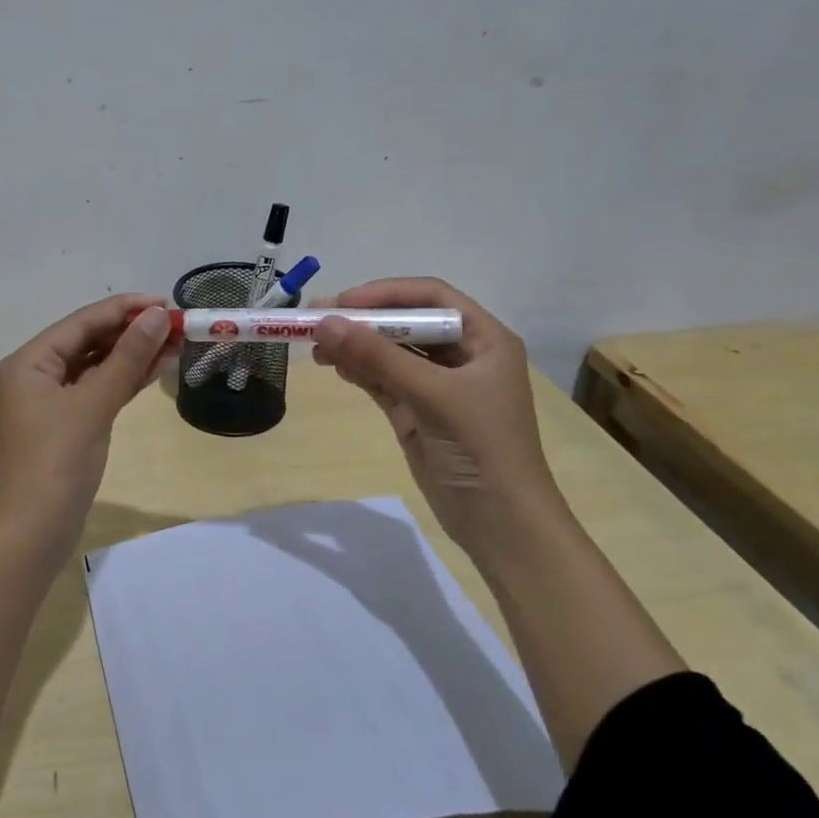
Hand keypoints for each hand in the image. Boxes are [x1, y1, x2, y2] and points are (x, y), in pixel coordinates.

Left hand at [0, 294, 176, 550]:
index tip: (166, 303)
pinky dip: (124, 382)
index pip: (82, 322)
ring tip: (176, 343)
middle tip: (177, 326)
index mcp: (29, 362)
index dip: (125, 309)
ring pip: (96, 368)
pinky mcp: (66, 426)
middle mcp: (35, 375)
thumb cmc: (55, 463)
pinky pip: (98, 392)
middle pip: (89, 341)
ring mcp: (50, 403)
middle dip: (132, 332)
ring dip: (133, 356)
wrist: (30, 535)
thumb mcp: (93, 405)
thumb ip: (126, 358)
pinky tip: (156, 369)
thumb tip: (157, 316)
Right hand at [310, 278, 564, 551]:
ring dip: (356, 346)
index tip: (342, 302)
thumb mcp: (432, 396)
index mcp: (485, 339)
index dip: (386, 293)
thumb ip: (378, 357)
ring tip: (316, 347)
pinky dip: (359, 371)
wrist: (501, 524)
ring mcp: (439, 385)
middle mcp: (463, 355)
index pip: (431, 296)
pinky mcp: (419, 412)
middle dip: (363, 320)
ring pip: (391, 352)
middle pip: (407, 322)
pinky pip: (384, 380)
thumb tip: (324, 323)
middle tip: (316, 320)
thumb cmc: (481, 448)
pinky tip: (333, 366)